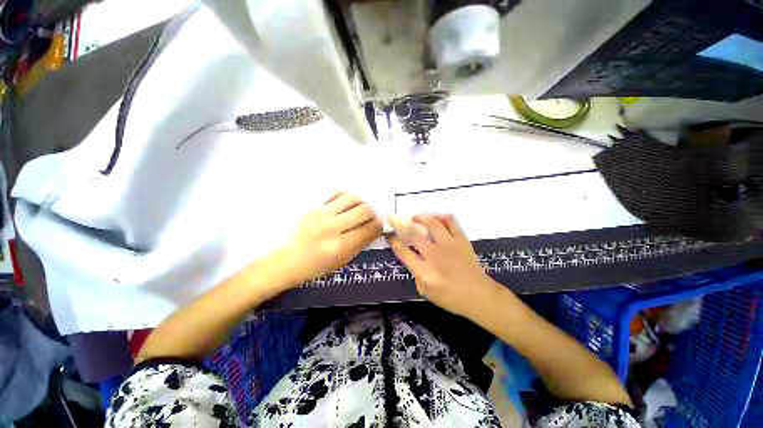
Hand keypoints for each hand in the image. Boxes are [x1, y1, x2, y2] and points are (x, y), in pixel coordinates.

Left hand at [269, 192, 382, 285]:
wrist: (284, 261)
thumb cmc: (314, 267)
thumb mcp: (341, 261)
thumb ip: (360, 243)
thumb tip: (374, 229)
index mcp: (340, 247)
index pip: (370, 228)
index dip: (378, 226)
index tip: (377, 227)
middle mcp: (331, 228)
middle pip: (364, 210)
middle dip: (372, 214)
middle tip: (368, 218)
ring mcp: (320, 214)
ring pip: (352, 198)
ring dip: (360, 203)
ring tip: (356, 210)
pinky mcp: (312, 206)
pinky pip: (336, 193)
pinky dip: (345, 197)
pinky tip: (343, 205)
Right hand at [387, 214, 502, 317]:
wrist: (479, 295)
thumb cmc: (451, 298)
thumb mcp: (426, 292)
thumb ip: (416, 274)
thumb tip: (412, 258)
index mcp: (424, 271)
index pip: (403, 251)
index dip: (394, 241)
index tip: (389, 234)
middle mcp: (435, 254)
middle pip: (414, 234)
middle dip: (401, 225)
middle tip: (396, 220)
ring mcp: (449, 245)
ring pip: (432, 223)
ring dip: (420, 217)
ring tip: (415, 217)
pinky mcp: (461, 239)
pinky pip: (451, 221)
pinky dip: (442, 216)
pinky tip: (437, 217)